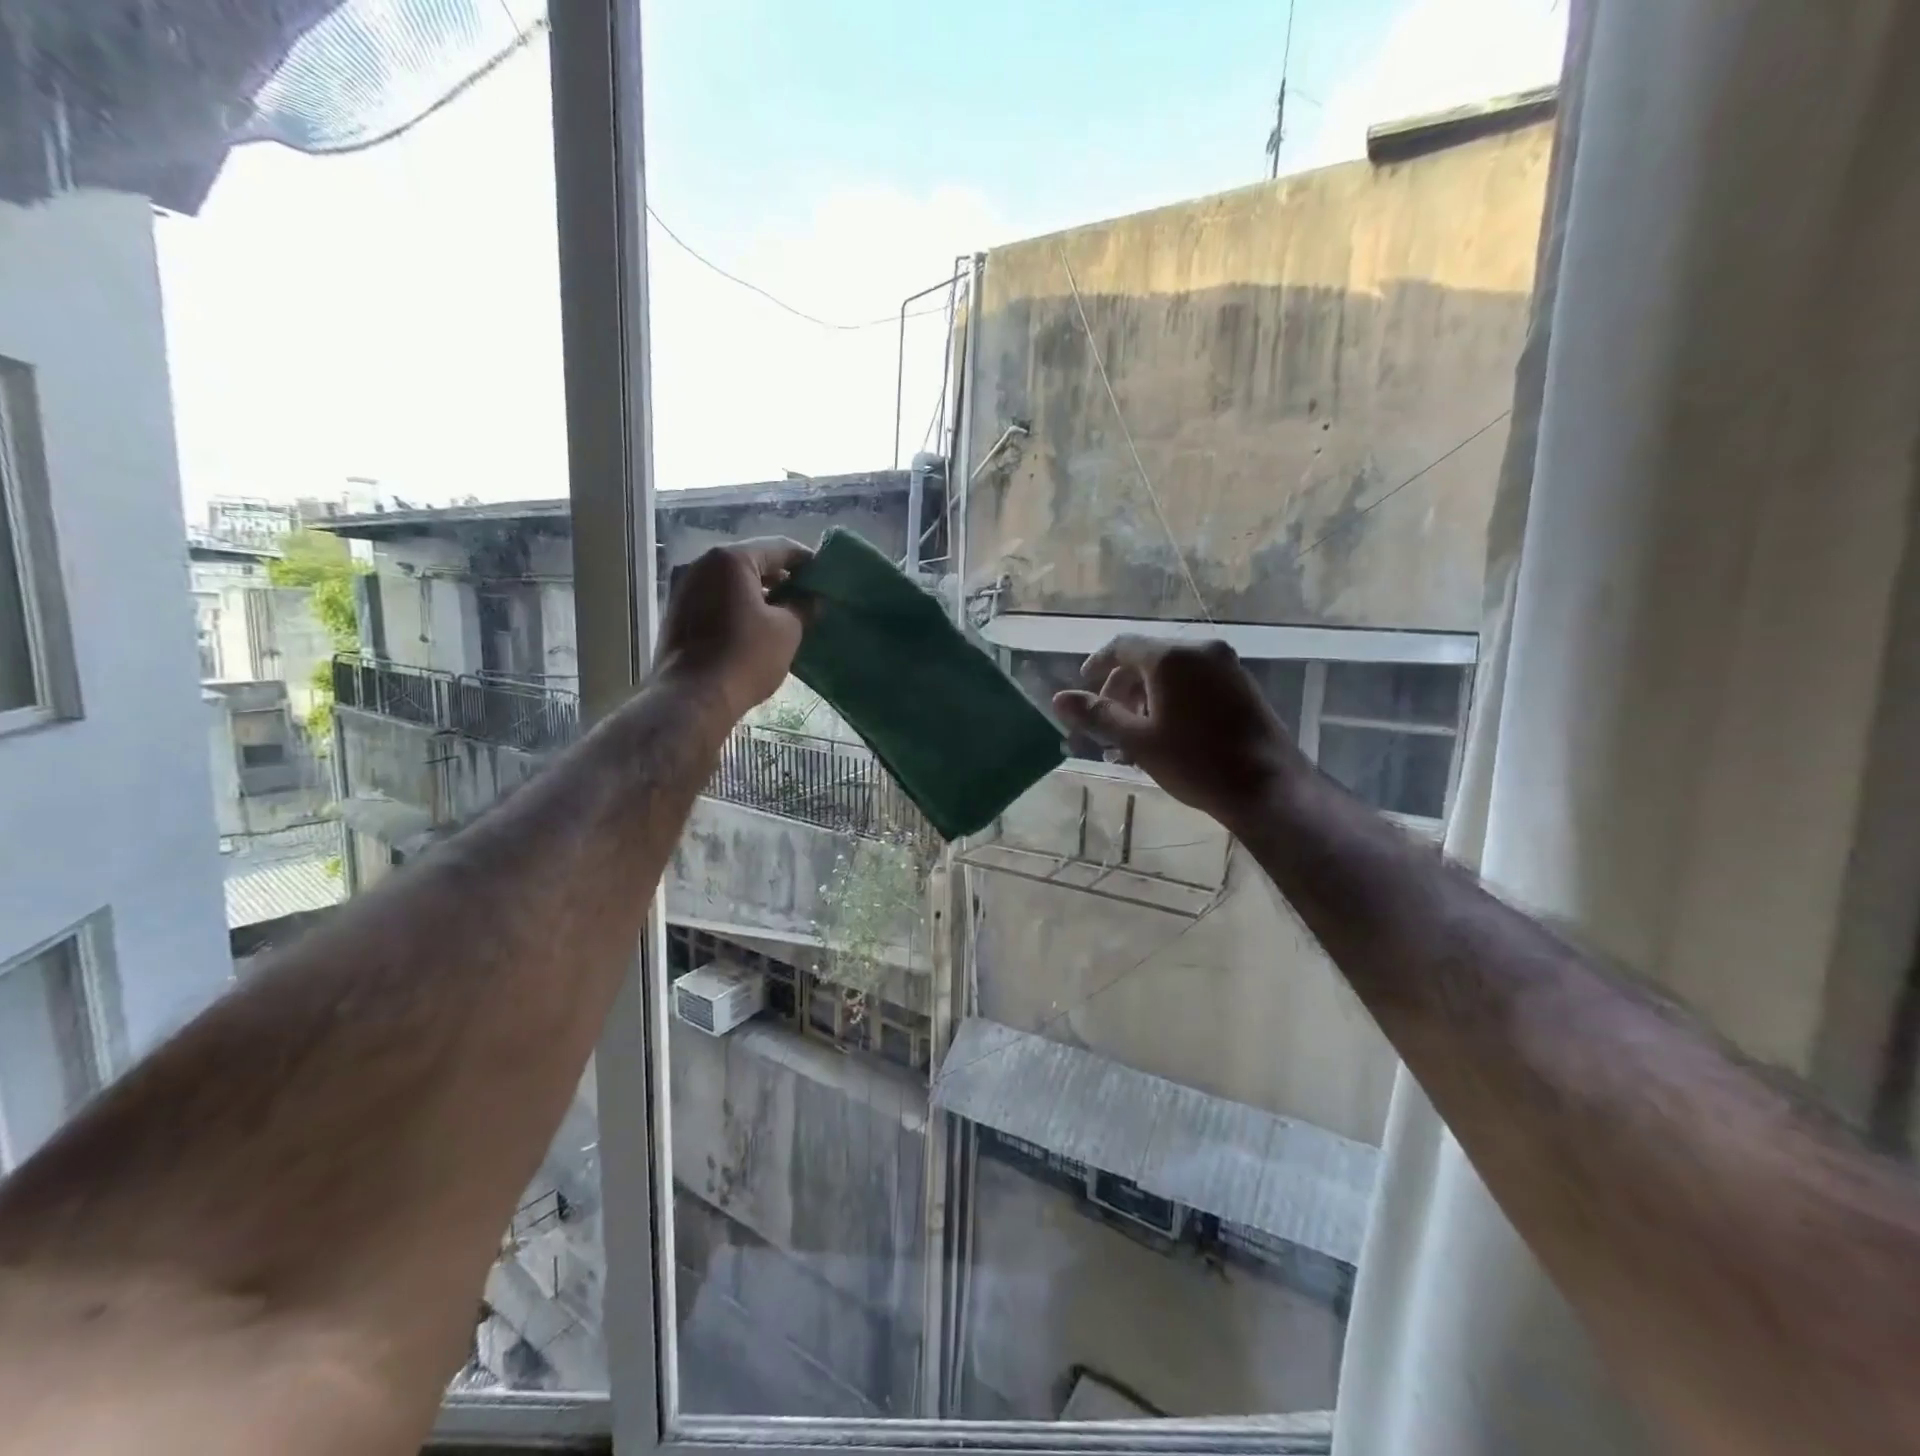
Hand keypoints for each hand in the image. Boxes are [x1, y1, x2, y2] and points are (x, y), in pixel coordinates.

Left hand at [656, 539, 811, 723]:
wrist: (693, 698)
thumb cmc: (746, 657)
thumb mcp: (787, 630)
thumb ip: (803, 606)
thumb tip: (812, 598)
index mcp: (731, 559)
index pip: (779, 548)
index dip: (806, 561)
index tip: (825, 576)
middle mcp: (701, 564)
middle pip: (752, 562)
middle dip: (781, 578)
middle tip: (807, 597)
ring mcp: (684, 588)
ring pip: (731, 582)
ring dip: (759, 594)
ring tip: (784, 615)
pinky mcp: (677, 614)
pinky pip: (716, 600)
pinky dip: (738, 607)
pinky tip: (756, 628)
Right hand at [1052, 635, 1308, 828]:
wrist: (1268, 788)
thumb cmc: (1196, 763)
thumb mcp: (1138, 740)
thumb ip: (1097, 715)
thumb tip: (1059, 699)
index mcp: (1172, 657)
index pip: (1122, 646)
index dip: (1096, 664)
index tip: (1082, 688)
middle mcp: (1200, 651)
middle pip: (1146, 660)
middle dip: (1120, 691)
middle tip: (1107, 728)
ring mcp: (1226, 667)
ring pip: (1171, 674)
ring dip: (1144, 700)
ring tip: (1132, 740)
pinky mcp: (1242, 687)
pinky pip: (1195, 684)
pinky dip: (1171, 701)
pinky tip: (1165, 736)